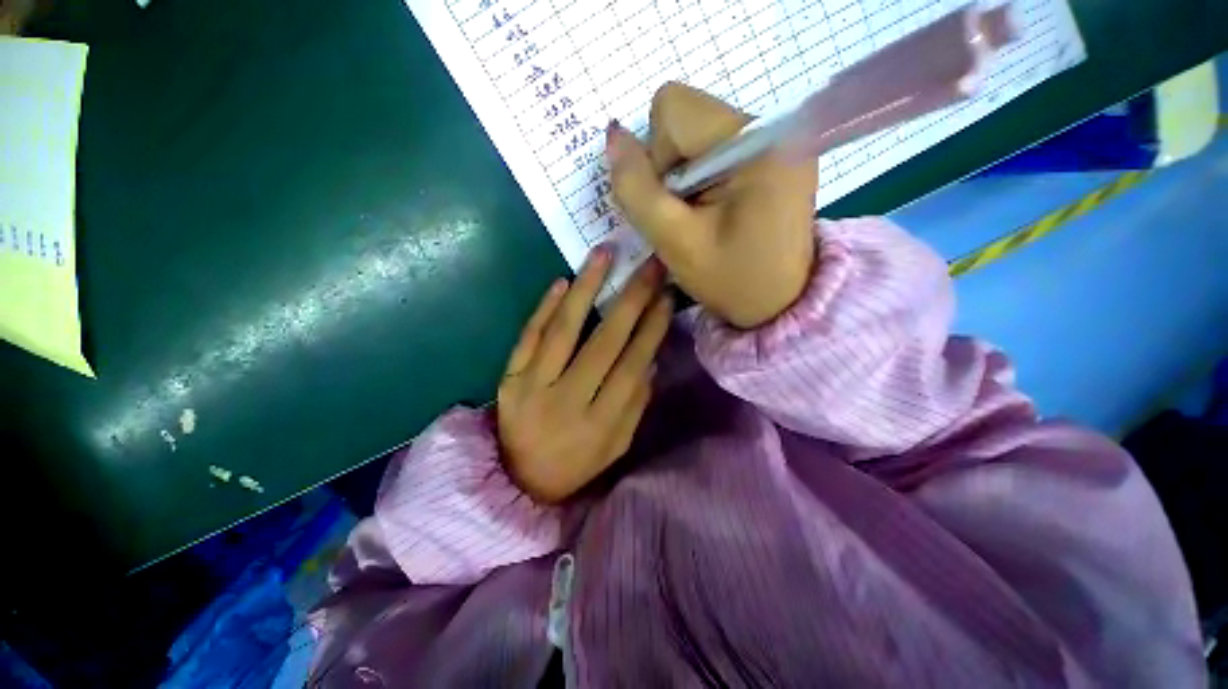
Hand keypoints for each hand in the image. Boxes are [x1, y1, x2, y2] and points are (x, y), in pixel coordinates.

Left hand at [497, 248, 672, 503]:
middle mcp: (567, 401)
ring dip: (586, 289)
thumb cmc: (577, 464)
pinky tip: (564, 282)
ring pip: (563, 331)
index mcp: (600, 424)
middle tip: (650, 266)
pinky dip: (545, 308)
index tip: (666, 296)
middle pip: (604, 342)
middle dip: (631, 299)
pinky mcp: (509, 379)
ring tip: (603, 255)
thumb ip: (635, 404)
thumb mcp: (617, 445)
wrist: (519, 482)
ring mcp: (532, 387)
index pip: (632, 365)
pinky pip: (528, 337)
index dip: (652, 328)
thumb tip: (650, 359)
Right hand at [608, 83, 817, 328]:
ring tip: (703, 214)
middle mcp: (773, 124)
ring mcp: (777, 137)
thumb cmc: (731, 281)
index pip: (673, 110)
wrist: (780, 303)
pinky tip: (716, 208)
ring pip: (695, 133)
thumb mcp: (675, 242)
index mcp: (756, 142)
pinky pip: (714, 146)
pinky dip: (701, 177)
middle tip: (689, 214)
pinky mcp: (774, 152)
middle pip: (685, 117)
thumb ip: (637, 191)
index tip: (674, 205)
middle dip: (669, 168)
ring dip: (684, 175)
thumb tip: (613, 135)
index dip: (655, 159)